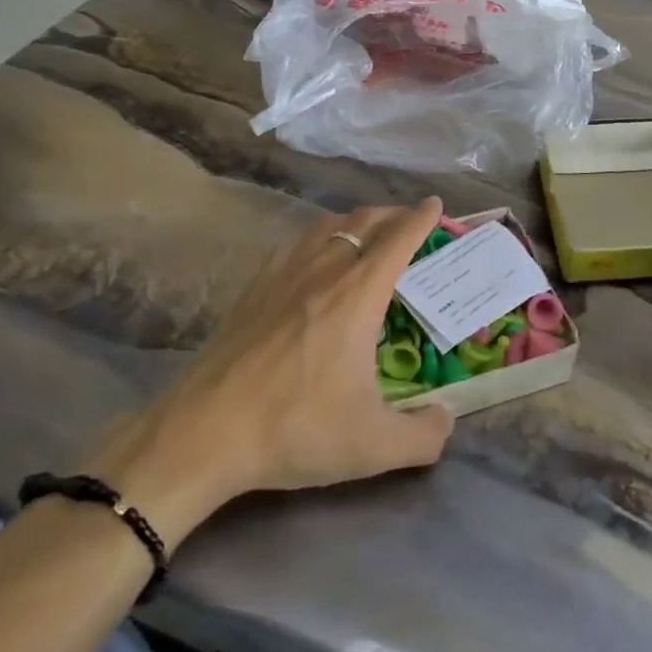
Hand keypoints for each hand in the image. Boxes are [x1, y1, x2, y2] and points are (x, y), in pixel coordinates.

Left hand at [86, 199, 454, 546]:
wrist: (204, 433)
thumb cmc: (295, 429)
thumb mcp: (373, 446)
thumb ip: (424, 436)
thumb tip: (447, 418)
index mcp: (359, 294)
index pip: (399, 238)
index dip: (422, 217)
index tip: (436, 205)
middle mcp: (324, 270)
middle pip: (364, 221)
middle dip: (393, 214)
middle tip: (410, 224)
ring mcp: (283, 274)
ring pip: (327, 226)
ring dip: (355, 222)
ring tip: (366, 235)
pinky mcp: (253, 288)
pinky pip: (295, 244)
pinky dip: (318, 238)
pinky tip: (314, 261)